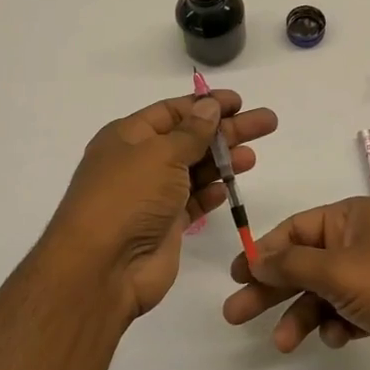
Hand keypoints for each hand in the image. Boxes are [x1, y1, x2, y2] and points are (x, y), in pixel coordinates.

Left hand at [46, 90, 277, 324]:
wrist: (103, 267)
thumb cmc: (128, 197)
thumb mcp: (160, 154)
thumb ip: (191, 132)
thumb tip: (209, 106)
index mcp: (128, 136)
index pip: (172, 111)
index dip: (205, 105)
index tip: (239, 102)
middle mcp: (139, 162)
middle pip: (190, 138)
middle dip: (227, 130)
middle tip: (267, 123)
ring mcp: (152, 196)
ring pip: (194, 171)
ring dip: (223, 161)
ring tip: (253, 157)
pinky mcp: (165, 227)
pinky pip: (192, 203)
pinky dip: (210, 193)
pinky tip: (228, 188)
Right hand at [224, 197, 369, 369]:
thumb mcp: (338, 270)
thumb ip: (291, 265)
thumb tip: (255, 259)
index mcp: (352, 217)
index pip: (295, 229)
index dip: (264, 252)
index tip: (237, 276)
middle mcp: (361, 241)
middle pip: (304, 263)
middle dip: (272, 289)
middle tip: (236, 315)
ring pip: (323, 293)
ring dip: (301, 316)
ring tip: (284, 344)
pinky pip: (346, 313)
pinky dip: (335, 326)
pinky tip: (336, 339)